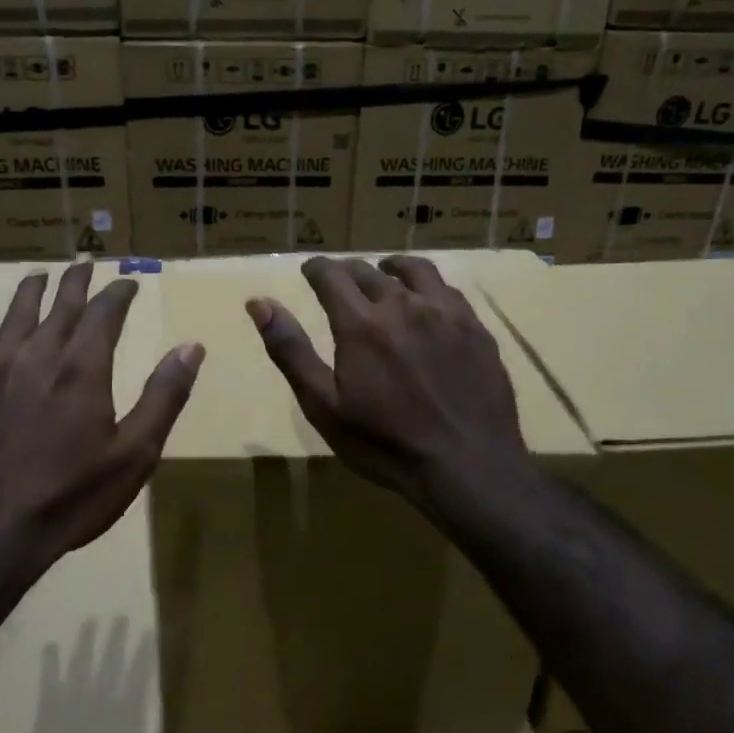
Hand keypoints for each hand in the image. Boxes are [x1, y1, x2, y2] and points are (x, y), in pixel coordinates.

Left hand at [0, 264, 203, 580]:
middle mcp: (36, 356)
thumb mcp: (134, 454)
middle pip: (58, 304)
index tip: (129, 282)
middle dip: (76, 282)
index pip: (104, 311)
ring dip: (30, 292)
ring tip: (38, 277)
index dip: (119, 293)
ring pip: (14, 315)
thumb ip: (164, 396)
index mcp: (81, 367)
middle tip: (85, 264)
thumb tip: (191, 347)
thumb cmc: (70, 497)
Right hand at [246, 256, 532, 517]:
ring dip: (392, 268)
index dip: (316, 269)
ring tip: (386, 273)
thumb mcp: (324, 406)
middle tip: (341, 280)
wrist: (467, 465)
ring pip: (414, 270)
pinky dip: (427, 285)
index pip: (331, 276)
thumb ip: (291, 350)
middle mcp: (403, 305)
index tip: (309, 270)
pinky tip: (427, 301)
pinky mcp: (475, 328)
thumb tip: (258, 303)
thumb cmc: (384, 443)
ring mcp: (445, 313)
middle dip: (348, 271)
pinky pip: (447, 290)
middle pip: (369, 272)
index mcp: (361, 324)